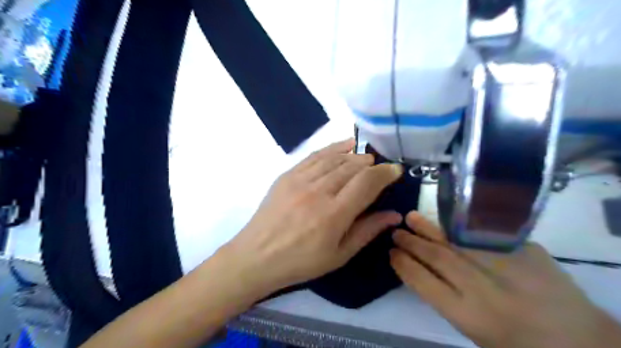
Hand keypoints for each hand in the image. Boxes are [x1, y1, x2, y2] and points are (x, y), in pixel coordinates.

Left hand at [223, 138, 402, 293]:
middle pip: (352, 167)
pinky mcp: (287, 175)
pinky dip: (332, 148)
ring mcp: (300, 180)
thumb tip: (395, 215)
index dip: (385, 173)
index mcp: (333, 215)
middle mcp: (318, 192)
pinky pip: (314, 155)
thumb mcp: (339, 255)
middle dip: (371, 164)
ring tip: (365, 159)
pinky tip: (344, 146)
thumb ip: (367, 231)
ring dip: (354, 155)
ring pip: (335, 158)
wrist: (256, 256)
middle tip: (380, 169)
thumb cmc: (301, 262)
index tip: (395, 171)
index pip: (366, 182)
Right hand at [389, 210, 620, 347]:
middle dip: (411, 243)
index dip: (403, 265)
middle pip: (436, 258)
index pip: (422, 282)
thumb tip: (421, 266)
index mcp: (468, 315)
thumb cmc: (518, 344)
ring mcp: (503, 266)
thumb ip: (446, 298)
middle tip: (396, 232)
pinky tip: (445, 218)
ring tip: (411, 217)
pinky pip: (481, 233)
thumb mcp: (474, 331)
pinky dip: (459, 226)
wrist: (580, 341)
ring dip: (429, 229)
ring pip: (455, 241)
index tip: (392, 253)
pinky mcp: (522, 251)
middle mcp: (481, 289)